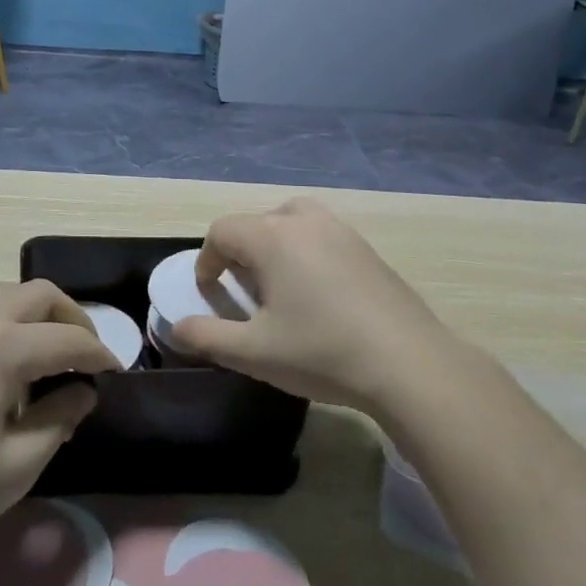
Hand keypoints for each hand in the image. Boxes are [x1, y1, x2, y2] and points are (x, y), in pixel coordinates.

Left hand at [0, 280, 116, 571]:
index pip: (69, 339)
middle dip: (73, 318)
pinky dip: (14, 321)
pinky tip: (14, 367)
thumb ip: (59, 420)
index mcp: (5, 347)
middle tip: (88, 356)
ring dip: (41, 313)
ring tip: (54, 356)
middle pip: (40, 294)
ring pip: (10, 295)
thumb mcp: (17, 465)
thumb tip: (83, 392)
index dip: (100, 355)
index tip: (118, 374)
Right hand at [168, 198, 459, 413]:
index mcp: (271, 237)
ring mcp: (341, 230)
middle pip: (257, 221)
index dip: (207, 259)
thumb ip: (207, 337)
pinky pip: (323, 236)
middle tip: (246, 290)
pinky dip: (308, 252)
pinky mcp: (367, 248)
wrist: (409, 364)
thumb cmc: (322, 352)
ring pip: (293, 221)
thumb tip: (175, 328)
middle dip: (242, 251)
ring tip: (281, 286)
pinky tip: (321, 295)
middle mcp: (304, 221)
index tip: (209, 292)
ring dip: (276, 245)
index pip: (222, 231)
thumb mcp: (254, 353)